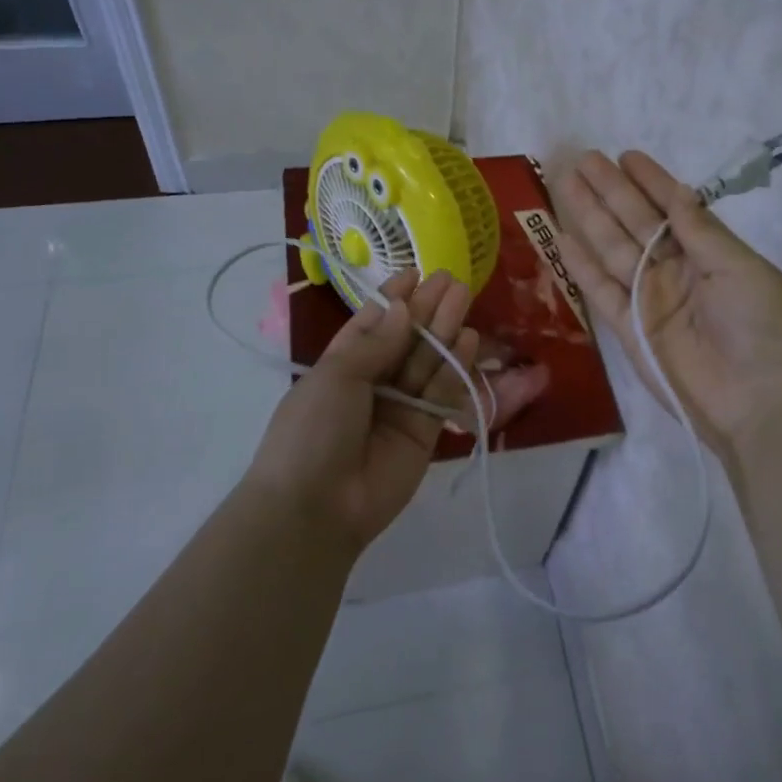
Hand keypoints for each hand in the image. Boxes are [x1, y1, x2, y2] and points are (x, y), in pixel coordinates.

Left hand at [247, 269, 478, 553]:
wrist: (315, 508)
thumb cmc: (313, 431)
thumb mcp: (335, 377)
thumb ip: (375, 343)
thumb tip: (403, 309)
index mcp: (341, 364)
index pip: (373, 323)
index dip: (394, 299)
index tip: (417, 273)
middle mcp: (372, 382)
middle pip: (405, 339)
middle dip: (426, 309)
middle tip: (452, 280)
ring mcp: (399, 407)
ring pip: (427, 361)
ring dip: (445, 330)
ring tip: (464, 296)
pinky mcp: (424, 432)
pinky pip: (442, 393)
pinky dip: (455, 367)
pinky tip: (468, 339)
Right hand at [558, 150, 781, 459]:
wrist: (760, 403)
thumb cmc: (762, 327)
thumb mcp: (741, 268)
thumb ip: (701, 232)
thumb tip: (677, 192)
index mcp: (709, 253)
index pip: (674, 208)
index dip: (651, 182)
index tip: (627, 155)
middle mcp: (676, 270)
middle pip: (635, 223)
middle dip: (611, 191)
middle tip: (583, 159)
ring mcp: (649, 298)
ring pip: (612, 249)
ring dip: (590, 217)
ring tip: (566, 184)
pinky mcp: (627, 328)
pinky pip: (600, 290)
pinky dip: (580, 265)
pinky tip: (562, 237)